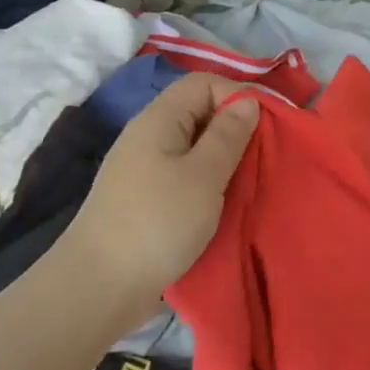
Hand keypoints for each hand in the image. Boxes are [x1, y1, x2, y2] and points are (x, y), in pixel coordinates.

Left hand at [59, 73, 260, 323]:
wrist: (100, 287)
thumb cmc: (157, 222)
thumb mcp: (203, 175)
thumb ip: (228, 135)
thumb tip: (247, 101)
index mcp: (159, 119)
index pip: (203, 83)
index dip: (238, 94)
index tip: (268, 126)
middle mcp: (150, 138)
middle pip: (200, 114)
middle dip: (237, 130)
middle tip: (267, 157)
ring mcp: (147, 170)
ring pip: (197, 149)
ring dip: (227, 162)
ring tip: (254, 182)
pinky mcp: (149, 201)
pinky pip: (188, 178)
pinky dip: (212, 186)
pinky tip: (229, 205)